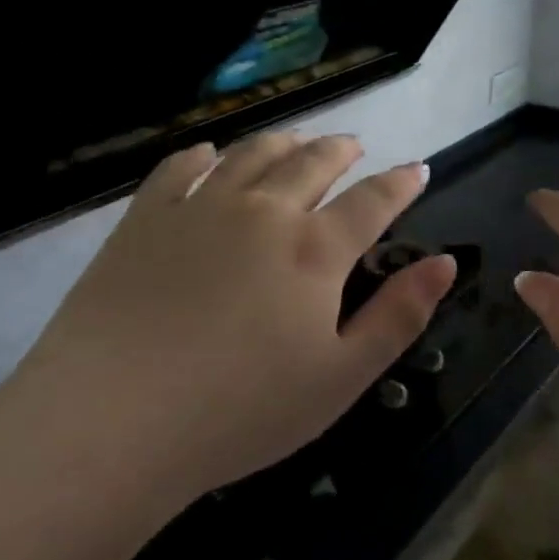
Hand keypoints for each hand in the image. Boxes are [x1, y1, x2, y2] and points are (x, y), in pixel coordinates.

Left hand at [14, 133, 455, 506]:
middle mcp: (263, 210)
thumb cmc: (240, 410)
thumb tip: (445, 262)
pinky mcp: (146, 217)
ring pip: (252, 154)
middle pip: (312, 163)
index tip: (416, 168)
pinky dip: (202, 154)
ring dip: (283, 142)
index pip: (372, 200)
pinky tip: (208, 154)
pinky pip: (179, 167)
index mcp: (314, 249)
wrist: (114, 418)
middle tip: (353, 146)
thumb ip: (398, 316)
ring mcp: (200, 206)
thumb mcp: (341, 377)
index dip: (401, 182)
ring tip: (296, 140)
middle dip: (341, 150)